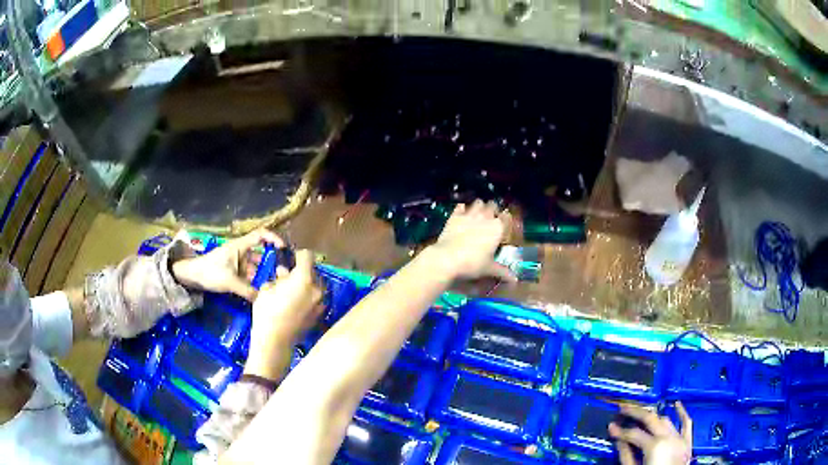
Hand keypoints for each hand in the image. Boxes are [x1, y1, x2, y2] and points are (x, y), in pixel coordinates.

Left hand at [172, 229, 283, 301]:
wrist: (193, 276)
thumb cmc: (210, 272)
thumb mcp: (229, 282)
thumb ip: (247, 290)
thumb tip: (263, 300)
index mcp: (240, 246)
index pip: (261, 235)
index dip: (273, 238)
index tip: (284, 249)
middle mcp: (241, 252)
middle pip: (261, 254)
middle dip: (272, 263)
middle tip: (283, 274)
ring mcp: (238, 262)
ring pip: (256, 267)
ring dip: (263, 275)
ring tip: (273, 286)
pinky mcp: (234, 272)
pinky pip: (249, 275)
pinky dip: (255, 282)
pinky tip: (260, 291)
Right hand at [245, 250, 324, 379]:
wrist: (275, 341)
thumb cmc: (267, 312)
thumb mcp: (267, 289)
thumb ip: (279, 277)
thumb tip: (284, 273)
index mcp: (304, 279)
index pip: (308, 256)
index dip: (298, 255)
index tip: (290, 260)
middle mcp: (317, 289)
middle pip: (313, 271)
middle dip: (302, 271)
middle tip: (288, 278)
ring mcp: (321, 303)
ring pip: (316, 285)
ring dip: (307, 284)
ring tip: (292, 292)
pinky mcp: (321, 315)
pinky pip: (317, 299)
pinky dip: (309, 297)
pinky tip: (297, 304)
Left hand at [428, 200, 515, 281]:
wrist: (447, 258)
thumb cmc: (473, 263)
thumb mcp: (489, 268)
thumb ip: (503, 271)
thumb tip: (515, 280)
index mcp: (497, 228)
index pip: (506, 217)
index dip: (505, 218)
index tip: (504, 223)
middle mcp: (485, 217)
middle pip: (492, 205)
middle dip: (492, 209)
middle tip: (491, 218)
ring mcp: (469, 215)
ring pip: (478, 203)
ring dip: (479, 207)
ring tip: (478, 214)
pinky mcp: (454, 216)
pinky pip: (460, 207)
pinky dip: (462, 209)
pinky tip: (461, 213)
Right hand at [609, 402, 692, 464]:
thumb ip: (626, 456)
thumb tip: (618, 440)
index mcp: (654, 446)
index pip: (633, 433)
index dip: (620, 431)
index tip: (611, 427)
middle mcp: (668, 437)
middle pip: (650, 418)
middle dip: (636, 412)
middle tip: (624, 407)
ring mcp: (679, 438)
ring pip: (666, 420)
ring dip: (654, 416)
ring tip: (643, 413)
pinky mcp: (687, 442)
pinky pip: (686, 423)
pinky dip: (682, 412)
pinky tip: (677, 404)